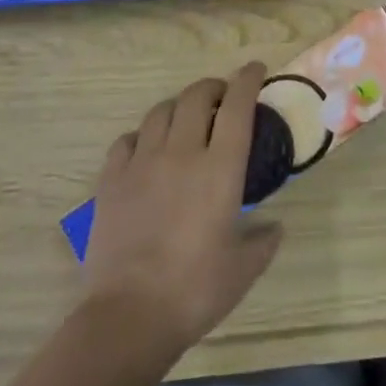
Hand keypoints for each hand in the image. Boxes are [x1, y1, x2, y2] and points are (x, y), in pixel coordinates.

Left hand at [80, 62, 283, 364]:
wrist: (129, 316)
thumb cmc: (196, 290)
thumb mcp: (244, 268)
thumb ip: (264, 241)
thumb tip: (274, 227)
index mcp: (220, 167)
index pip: (237, 105)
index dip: (247, 80)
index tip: (255, 69)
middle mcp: (182, 153)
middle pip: (196, 97)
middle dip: (212, 87)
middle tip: (221, 97)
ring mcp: (142, 164)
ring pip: (160, 111)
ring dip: (178, 106)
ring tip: (185, 118)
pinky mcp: (111, 181)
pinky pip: (126, 140)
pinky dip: (142, 135)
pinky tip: (146, 148)